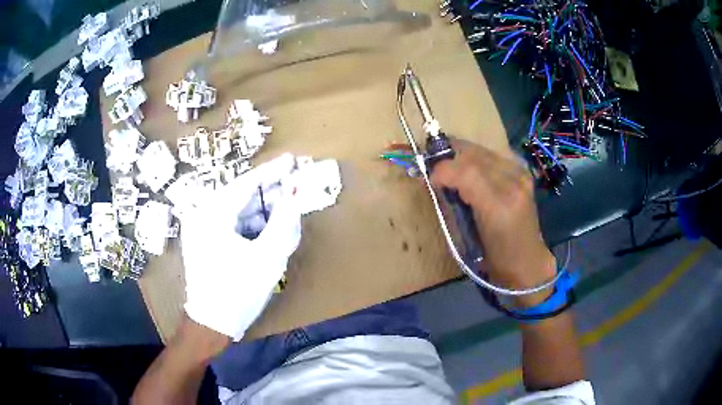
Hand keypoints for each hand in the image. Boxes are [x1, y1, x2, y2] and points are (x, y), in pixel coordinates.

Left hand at [181, 154, 301, 339]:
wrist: (211, 322)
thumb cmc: (238, 291)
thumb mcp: (267, 257)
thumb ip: (283, 221)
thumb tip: (295, 193)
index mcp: (213, 213)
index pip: (247, 183)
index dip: (272, 171)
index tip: (292, 160)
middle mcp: (202, 213)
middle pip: (242, 194)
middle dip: (270, 193)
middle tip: (295, 187)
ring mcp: (201, 226)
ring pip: (238, 209)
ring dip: (262, 210)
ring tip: (285, 212)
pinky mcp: (204, 238)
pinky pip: (231, 222)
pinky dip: (251, 224)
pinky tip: (267, 230)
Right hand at [430, 140, 555, 305]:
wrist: (526, 261)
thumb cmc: (493, 257)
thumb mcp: (466, 236)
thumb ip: (451, 204)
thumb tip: (434, 179)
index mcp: (499, 206)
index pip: (466, 172)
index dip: (443, 169)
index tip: (429, 178)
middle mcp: (513, 184)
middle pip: (474, 155)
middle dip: (449, 158)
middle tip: (437, 171)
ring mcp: (521, 175)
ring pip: (483, 151)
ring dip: (463, 156)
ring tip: (452, 169)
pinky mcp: (523, 173)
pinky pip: (494, 155)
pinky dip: (478, 159)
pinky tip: (473, 170)